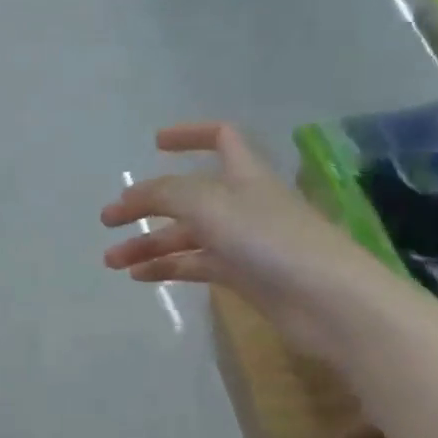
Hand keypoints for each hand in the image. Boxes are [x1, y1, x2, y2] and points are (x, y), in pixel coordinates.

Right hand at [101, 123, 386, 357]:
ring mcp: (244, 241)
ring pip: (186, 235)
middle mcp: (243, 203)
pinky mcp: (244, 276)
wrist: (328, 302)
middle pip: (187, 196)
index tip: (155, 144)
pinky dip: (166, 268)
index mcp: (243, 175)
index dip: (189, 135)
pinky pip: (195, 265)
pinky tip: (139, 277)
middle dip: (146, 206)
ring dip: (148, 244)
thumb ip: (162, 194)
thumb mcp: (206, 204)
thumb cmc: (269, 240)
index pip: (221, 138)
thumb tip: (129, 197)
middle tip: (109, 221)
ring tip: (112, 261)